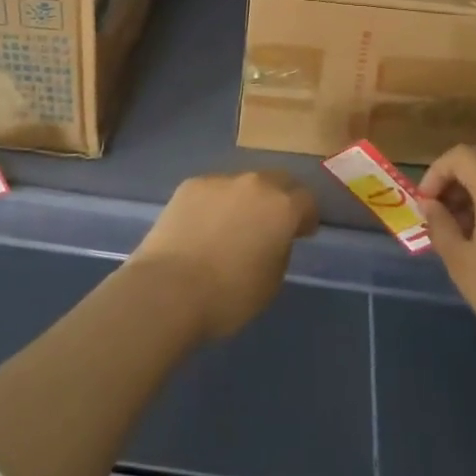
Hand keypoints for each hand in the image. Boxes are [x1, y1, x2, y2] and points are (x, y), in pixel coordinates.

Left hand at [131, 170, 319, 340]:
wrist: (169, 289)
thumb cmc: (228, 295)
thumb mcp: (271, 282)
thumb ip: (280, 250)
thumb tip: (272, 238)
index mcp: (282, 207)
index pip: (307, 201)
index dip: (306, 218)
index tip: (301, 233)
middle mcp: (255, 184)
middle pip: (277, 181)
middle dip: (280, 198)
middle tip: (271, 224)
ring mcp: (220, 180)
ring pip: (242, 184)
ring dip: (245, 200)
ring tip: (231, 226)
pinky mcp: (190, 185)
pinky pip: (213, 190)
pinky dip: (215, 204)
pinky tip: (202, 227)